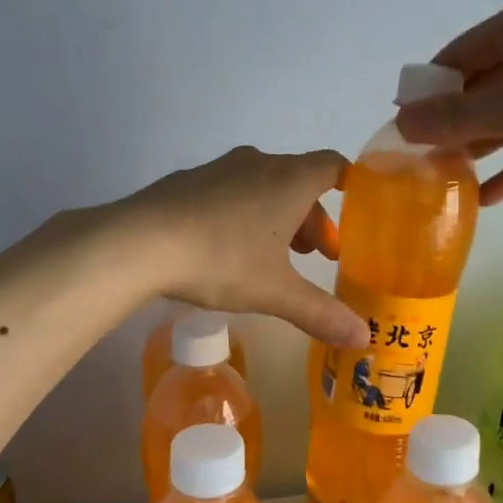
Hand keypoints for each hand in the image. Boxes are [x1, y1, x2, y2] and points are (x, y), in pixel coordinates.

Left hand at [120, 146, 367, 346]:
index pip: (333, 166)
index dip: (350, 185)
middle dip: (312, 218)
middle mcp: (258, 163)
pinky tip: (227, 248)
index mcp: (289, 180)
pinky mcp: (188, 181)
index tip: (357, 210)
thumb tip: (363, 338)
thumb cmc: (222, 260)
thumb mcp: (276, 293)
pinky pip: (231, 191)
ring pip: (264, 186)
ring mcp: (219, 168)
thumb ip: (322, 313)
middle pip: (299, 181)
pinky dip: (244, 212)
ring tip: (275, 257)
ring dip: (278, 216)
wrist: (139, 242)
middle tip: (316, 256)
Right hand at [394, 0, 502, 203]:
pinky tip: (484, 200)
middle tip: (419, 156)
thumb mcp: (502, 104)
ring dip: (479, 150)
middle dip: (452, 124)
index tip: (402, 121)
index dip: (429, 87)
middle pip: (483, 89)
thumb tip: (400, 124)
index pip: (459, 54)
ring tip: (444, 179)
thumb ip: (449, 118)